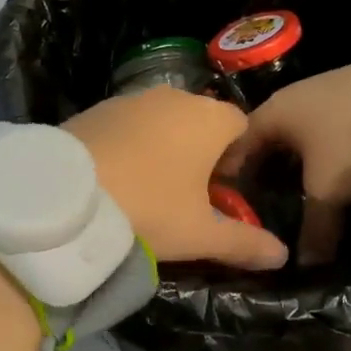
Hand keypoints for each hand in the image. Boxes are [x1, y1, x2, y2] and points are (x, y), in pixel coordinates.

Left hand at [63, 88, 288, 269]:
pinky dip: (132, 141)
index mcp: (210, 118)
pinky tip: (117, 174)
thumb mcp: (199, 234)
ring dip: (165, 143)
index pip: (241, 125)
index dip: (237, 157)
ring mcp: (135, 97)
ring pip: (164, 118)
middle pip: (202, 119)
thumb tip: (282, 254)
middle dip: (201, 149)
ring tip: (148, 185)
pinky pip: (130, 121)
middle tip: (186, 192)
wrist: (67, 196)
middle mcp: (177, 96)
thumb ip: (244, 242)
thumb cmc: (149, 208)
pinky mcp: (100, 106)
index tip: (222, 190)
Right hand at [217, 56, 350, 263]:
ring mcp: (325, 92)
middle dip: (266, 168)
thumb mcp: (327, 188)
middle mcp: (293, 96)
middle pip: (269, 137)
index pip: (238, 142)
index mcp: (274, 110)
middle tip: (263, 203)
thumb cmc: (350, 137)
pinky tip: (334, 168)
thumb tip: (306, 265)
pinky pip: (326, 127)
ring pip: (300, 132)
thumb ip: (313, 227)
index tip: (228, 202)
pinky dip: (324, 149)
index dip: (231, 173)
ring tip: (299, 191)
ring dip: (298, 159)